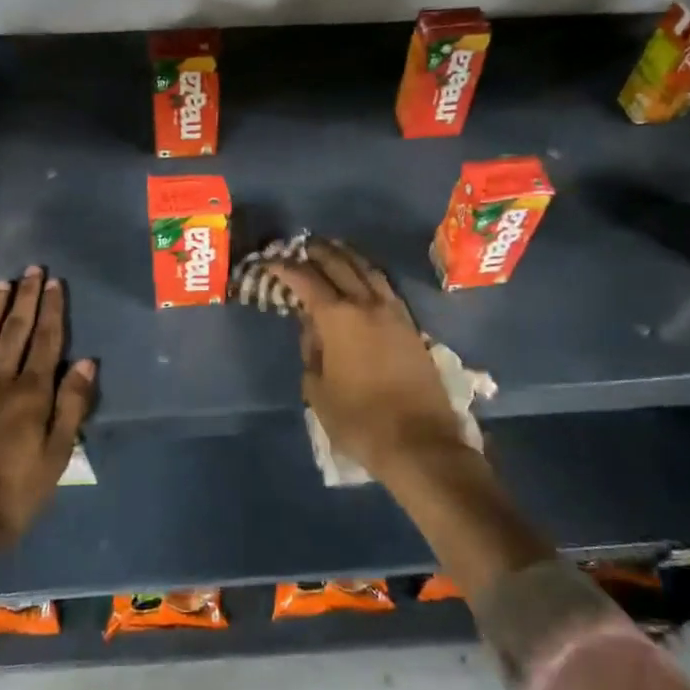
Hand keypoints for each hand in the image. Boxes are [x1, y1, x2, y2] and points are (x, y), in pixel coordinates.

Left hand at [0, 267, 96, 556]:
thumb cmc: (12, 496)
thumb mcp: (56, 457)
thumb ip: (71, 407)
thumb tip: (87, 362)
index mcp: (31, 395)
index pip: (47, 343)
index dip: (52, 311)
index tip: (55, 283)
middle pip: (16, 333)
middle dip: (26, 300)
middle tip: (32, 269)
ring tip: (2, 284)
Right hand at [262, 238, 552, 593]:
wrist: (419, 442)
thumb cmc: (359, 420)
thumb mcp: (318, 390)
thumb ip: (311, 352)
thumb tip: (313, 329)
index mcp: (338, 318)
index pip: (306, 281)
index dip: (286, 268)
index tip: (271, 261)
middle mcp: (367, 305)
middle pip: (340, 265)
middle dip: (318, 253)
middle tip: (302, 246)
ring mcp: (394, 313)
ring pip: (369, 271)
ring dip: (348, 257)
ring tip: (333, 250)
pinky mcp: (411, 327)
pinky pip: (386, 287)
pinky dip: (369, 274)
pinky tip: (363, 278)